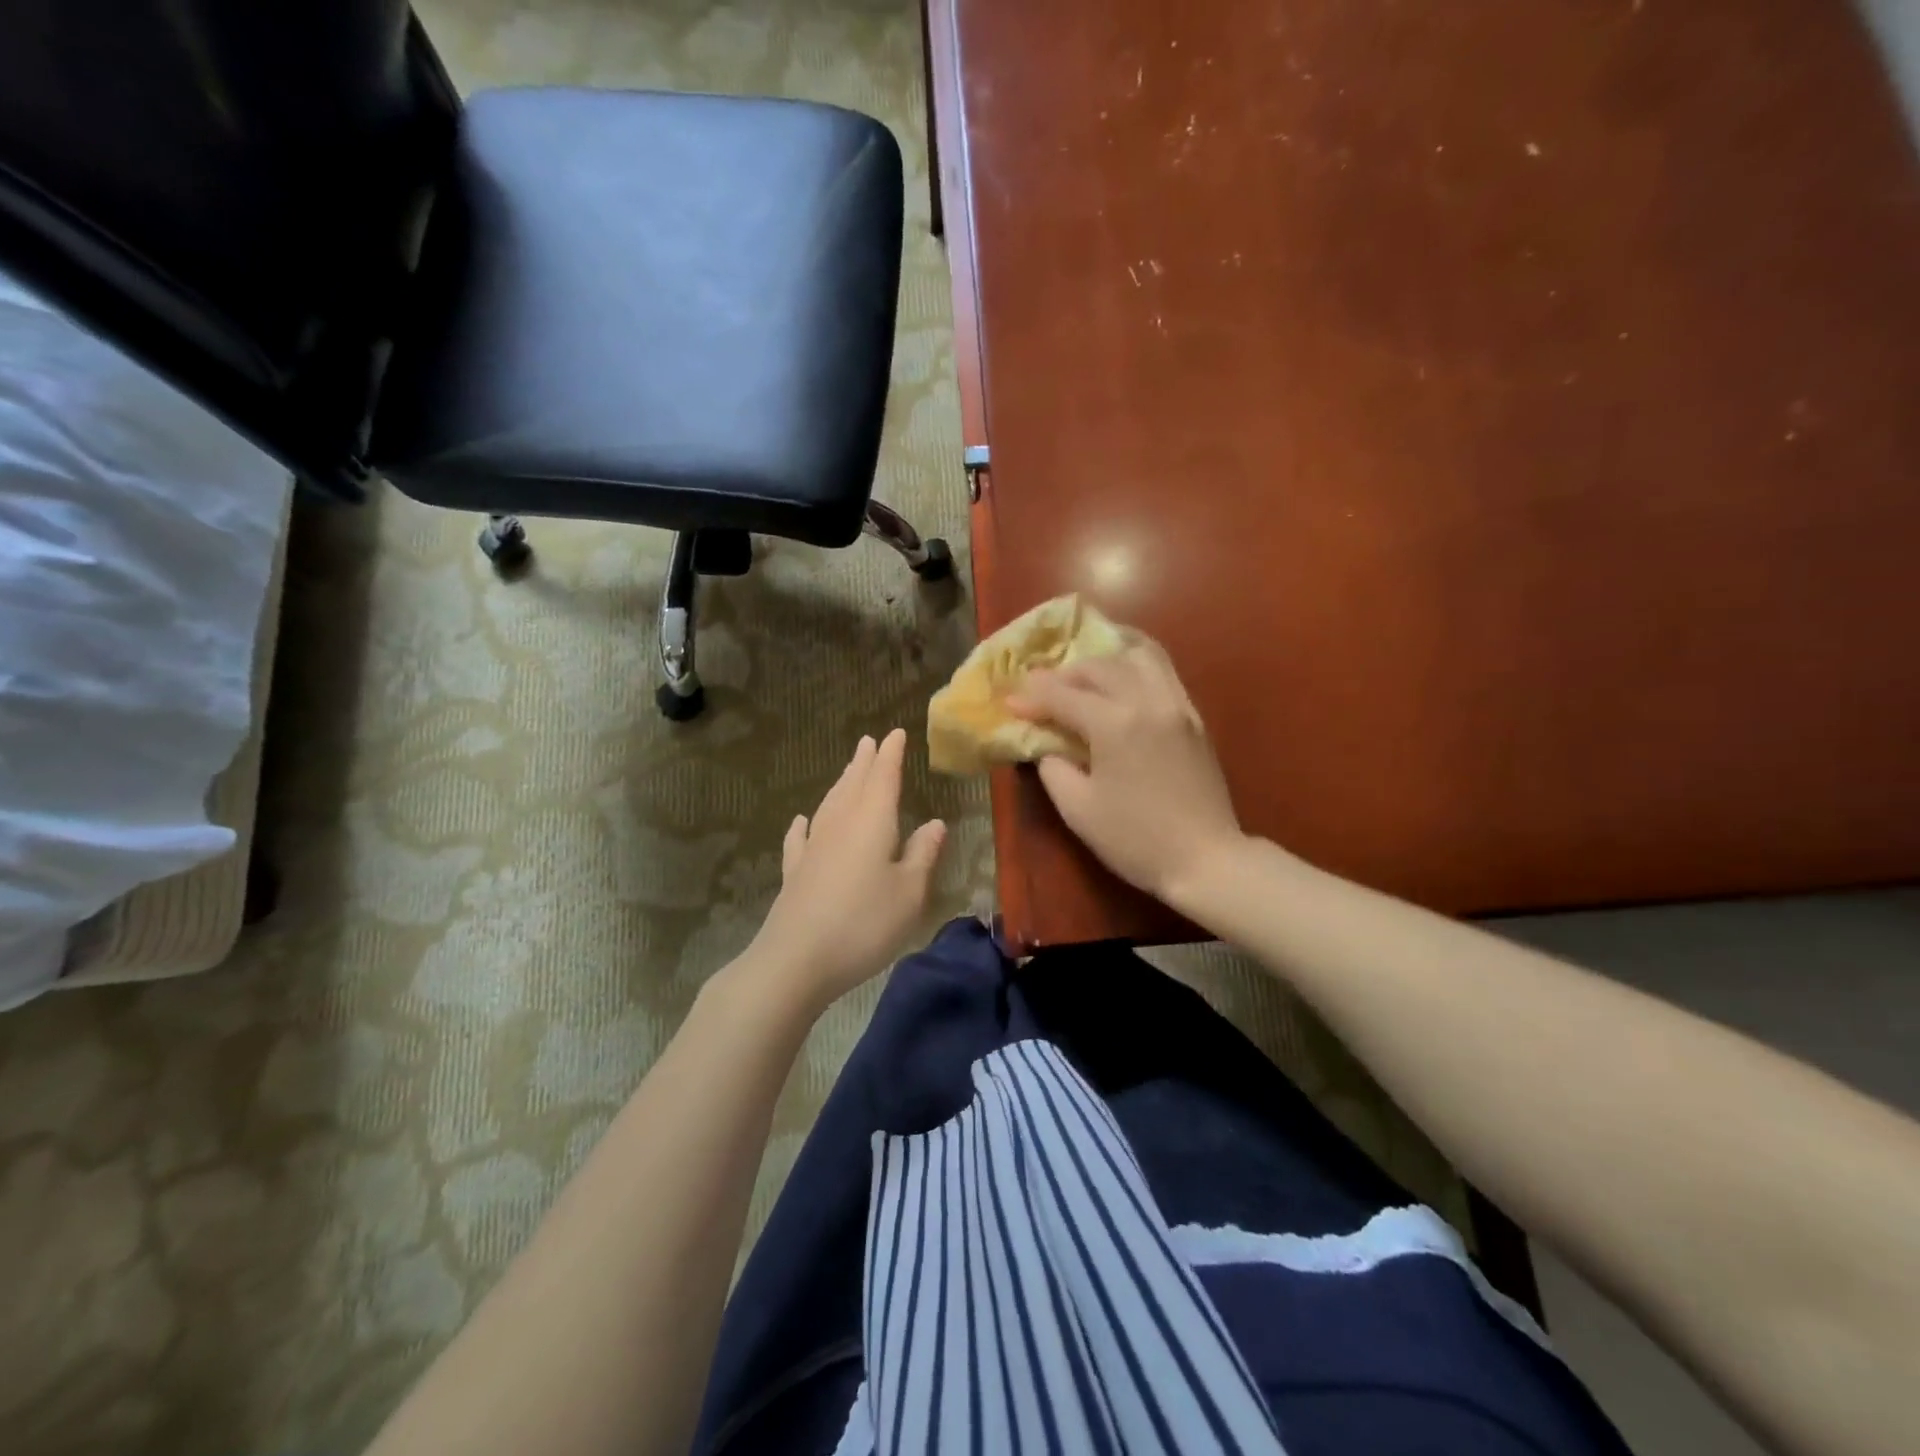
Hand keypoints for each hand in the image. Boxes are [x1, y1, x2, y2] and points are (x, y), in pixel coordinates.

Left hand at [740, 729, 946, 1014]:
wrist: (797, 960)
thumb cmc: (864, 924)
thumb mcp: (909, 893)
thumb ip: (922, 855)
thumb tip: (935, 823)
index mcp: (872, 823)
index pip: (883, 778)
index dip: (891, 755)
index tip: (895, 733)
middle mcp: (840, 826)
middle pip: (853, 785)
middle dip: (864, 763)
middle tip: (868, 741)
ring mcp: (813, 849)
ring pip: (829, 806)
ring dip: (840, 784)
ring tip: (847, 771)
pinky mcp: (795, 873)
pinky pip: (800, 839)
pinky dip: (803, 826)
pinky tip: (802, 821)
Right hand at [1010, 643, 1246, 908]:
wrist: (1206, 860)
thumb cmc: (1135, 840)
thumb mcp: (1078, 809)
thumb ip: (1052, 768)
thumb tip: (1046, 745)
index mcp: (1115, 724)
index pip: (1063, 696)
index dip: (1032, 697)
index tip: (1009, 701)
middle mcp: (1148, 701)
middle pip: (1099, 667)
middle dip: (1064, 674)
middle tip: (1042, 692)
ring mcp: (1177, 705)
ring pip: (1138, 656)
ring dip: (1104, 660)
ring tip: (1083, 676)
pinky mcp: (1194, 717)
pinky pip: (1163, 671)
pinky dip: (1136, 665)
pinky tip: (1121, 678)